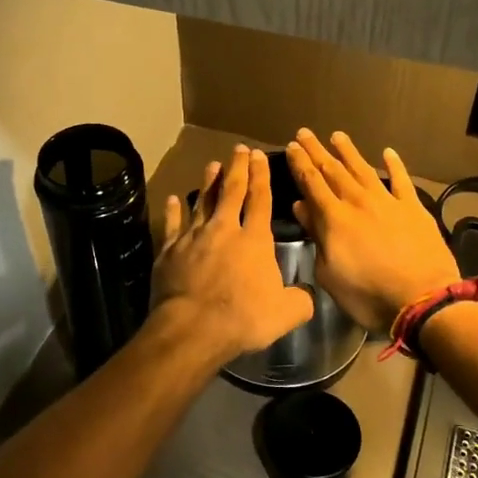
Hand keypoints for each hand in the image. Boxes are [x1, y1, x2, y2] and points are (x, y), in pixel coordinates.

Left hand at [151, 144, 314, 362]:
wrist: (193, 328)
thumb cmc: (243, 318)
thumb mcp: (286, 313)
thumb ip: (301, 299)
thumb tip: (308, 294)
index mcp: (254, 240)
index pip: (260, 199)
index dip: (261, 176)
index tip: (259, 156)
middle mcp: (224, 230)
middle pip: (231, 192)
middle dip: (237, 168)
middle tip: (239, 150)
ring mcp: (193, 238)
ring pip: (202, 203)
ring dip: (208, 183)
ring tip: (212, 165)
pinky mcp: (169, 251)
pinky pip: (172, 225)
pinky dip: (173, 211)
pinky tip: (173, 200)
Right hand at [284, 129, 460, 332]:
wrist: (422, 299)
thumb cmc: (368, 295)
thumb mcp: (330, 274)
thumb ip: (316, 237)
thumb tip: (302, 208)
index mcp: (334, 218)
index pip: (312, 183)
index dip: (300, 164)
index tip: (291, 147)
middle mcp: (358, 201)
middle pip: (333, 170)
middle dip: (317, 151)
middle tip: (305, 133)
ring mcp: (388, 202)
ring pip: (363, 169)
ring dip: (349, 152)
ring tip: (337, 135)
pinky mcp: (413, 208)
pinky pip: (401, 180)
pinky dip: (394, 165)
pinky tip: (387, 152)